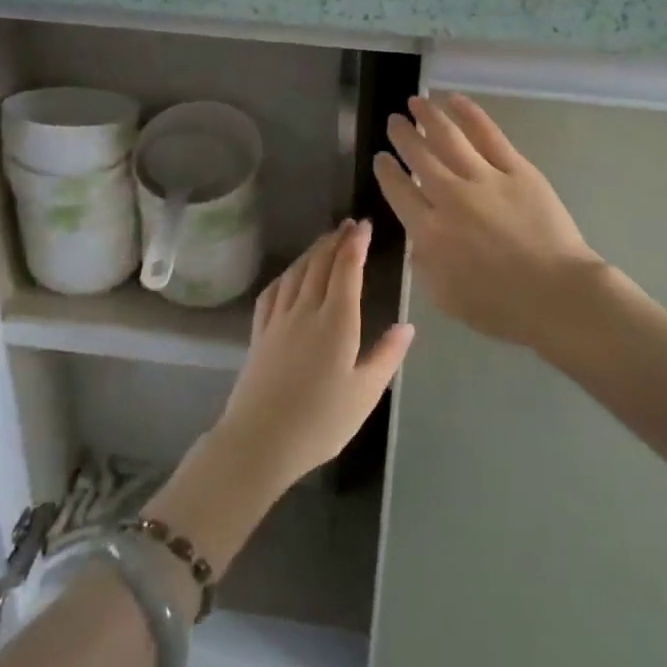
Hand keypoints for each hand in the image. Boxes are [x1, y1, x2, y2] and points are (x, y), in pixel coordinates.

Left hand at [213, 221, 413, 493]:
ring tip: (325, 240)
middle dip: (336, 240)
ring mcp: (278, 321)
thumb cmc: (320, 422)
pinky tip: (289, 274)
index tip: (365, 225)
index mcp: (336, 321)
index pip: (347, 270)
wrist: (259, 441)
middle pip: (320, 264)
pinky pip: (273, 292)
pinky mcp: (259, 334)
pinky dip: (286, 274)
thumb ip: (387, 356)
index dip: (356, 244)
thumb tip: (407, 326)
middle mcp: (306, 311)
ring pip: (296, 273)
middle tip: (349, 224)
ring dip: (312, 251)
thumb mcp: (365, 394)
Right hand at [374, 94, 604, 350]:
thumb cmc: (500, 306)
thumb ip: (423, 262)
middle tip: (394, 120)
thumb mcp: (444, 296)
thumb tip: (419, 235)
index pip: (399, 191)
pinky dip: (469, 114)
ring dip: (429, 116)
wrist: (556, 294)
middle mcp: (450, 197)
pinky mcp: (517, 169)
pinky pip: (488, 134)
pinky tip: (455, 100)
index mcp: (430, 231)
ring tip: (416, 101)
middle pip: (419, 157)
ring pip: (449, 137)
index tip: (380, 157)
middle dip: (403, 135)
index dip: (386, 171)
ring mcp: (485, 178)